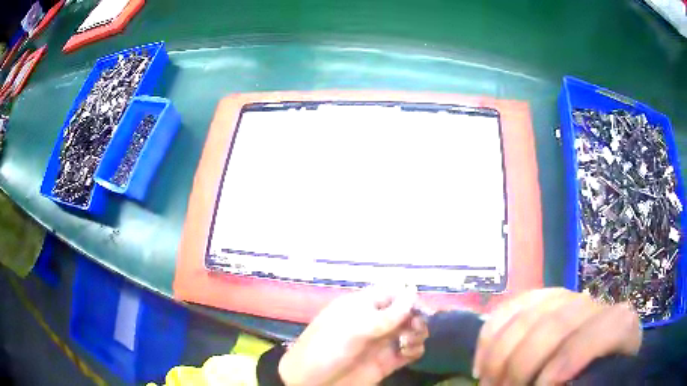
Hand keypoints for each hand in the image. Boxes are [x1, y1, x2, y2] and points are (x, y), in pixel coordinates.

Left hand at [278, 285, 428, 385]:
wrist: (311, 382)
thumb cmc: (328, 348)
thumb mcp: (355, 328)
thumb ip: (388, 314)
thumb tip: (413, 291)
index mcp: (362, 306)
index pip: (392, 294)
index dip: (409, 298)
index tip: (422, 309)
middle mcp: (374, 322)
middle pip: (405, 312)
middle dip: (416, 317)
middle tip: (414, 329)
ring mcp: (381, 342)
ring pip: (410, 331)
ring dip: (418, 333)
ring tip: (410, 342)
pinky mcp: (386, 362)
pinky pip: (409, 351)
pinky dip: (415, 350)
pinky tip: (409, 353)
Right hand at [473, 288, 641, 385]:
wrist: (588, 366)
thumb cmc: (591, 382)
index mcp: (621, 327)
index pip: (603, 329)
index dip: (572, 357)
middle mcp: (595, 306)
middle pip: (557, 323)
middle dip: (521, 365)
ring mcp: (567, 298)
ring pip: (529, 314)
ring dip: (499, 355)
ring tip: (488, 384)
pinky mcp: (541, 299)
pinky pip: (511, 307)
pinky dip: (491, 336)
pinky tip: (481, 365)